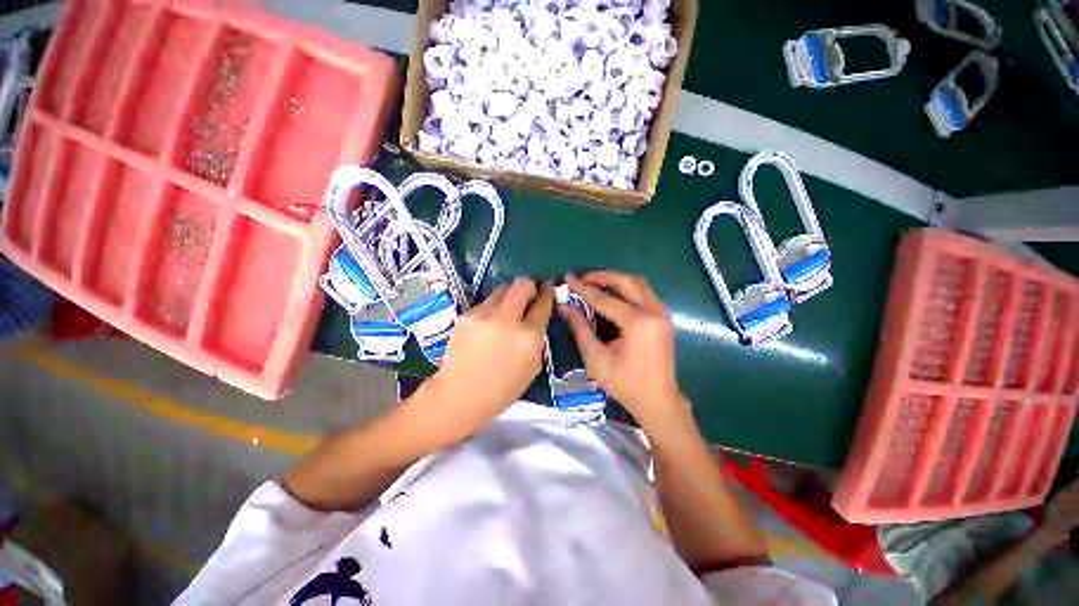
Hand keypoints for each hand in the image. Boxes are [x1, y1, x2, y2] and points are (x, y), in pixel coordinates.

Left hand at [412, 277, 553, 446]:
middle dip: (529, 285)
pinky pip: (486, 303)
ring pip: (502, 289)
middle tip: (528, 295)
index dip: (548, 293)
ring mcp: (484, 315)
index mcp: (528, 336)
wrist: (459, 396)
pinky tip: (488, 325)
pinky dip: (492, 309)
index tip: (548, 287)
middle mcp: (507, 320)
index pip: (542, 303)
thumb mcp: (533, 367)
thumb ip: (538, 338)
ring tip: (507, 311)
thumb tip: (537, 316)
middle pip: (522, 283)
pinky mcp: (466, 315)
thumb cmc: (502, 388)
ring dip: (510, 296)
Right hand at [560, 271, 689, 433]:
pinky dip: (627, 289)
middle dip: (602, 276)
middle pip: (626, 281)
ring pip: (637, 283)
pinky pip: (644, 292)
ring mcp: (662, 313)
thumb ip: (580, 328)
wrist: (658, 401)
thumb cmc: (624, 383)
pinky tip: (612, 297)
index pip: (604, 298)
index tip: (567, 278)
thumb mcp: (596, 358)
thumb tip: (564, 305)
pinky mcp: (663, 317)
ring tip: (595, 285)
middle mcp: (654, 311)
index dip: (583, 288)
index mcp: (638, 323)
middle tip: (582, 279)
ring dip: (615, 280)